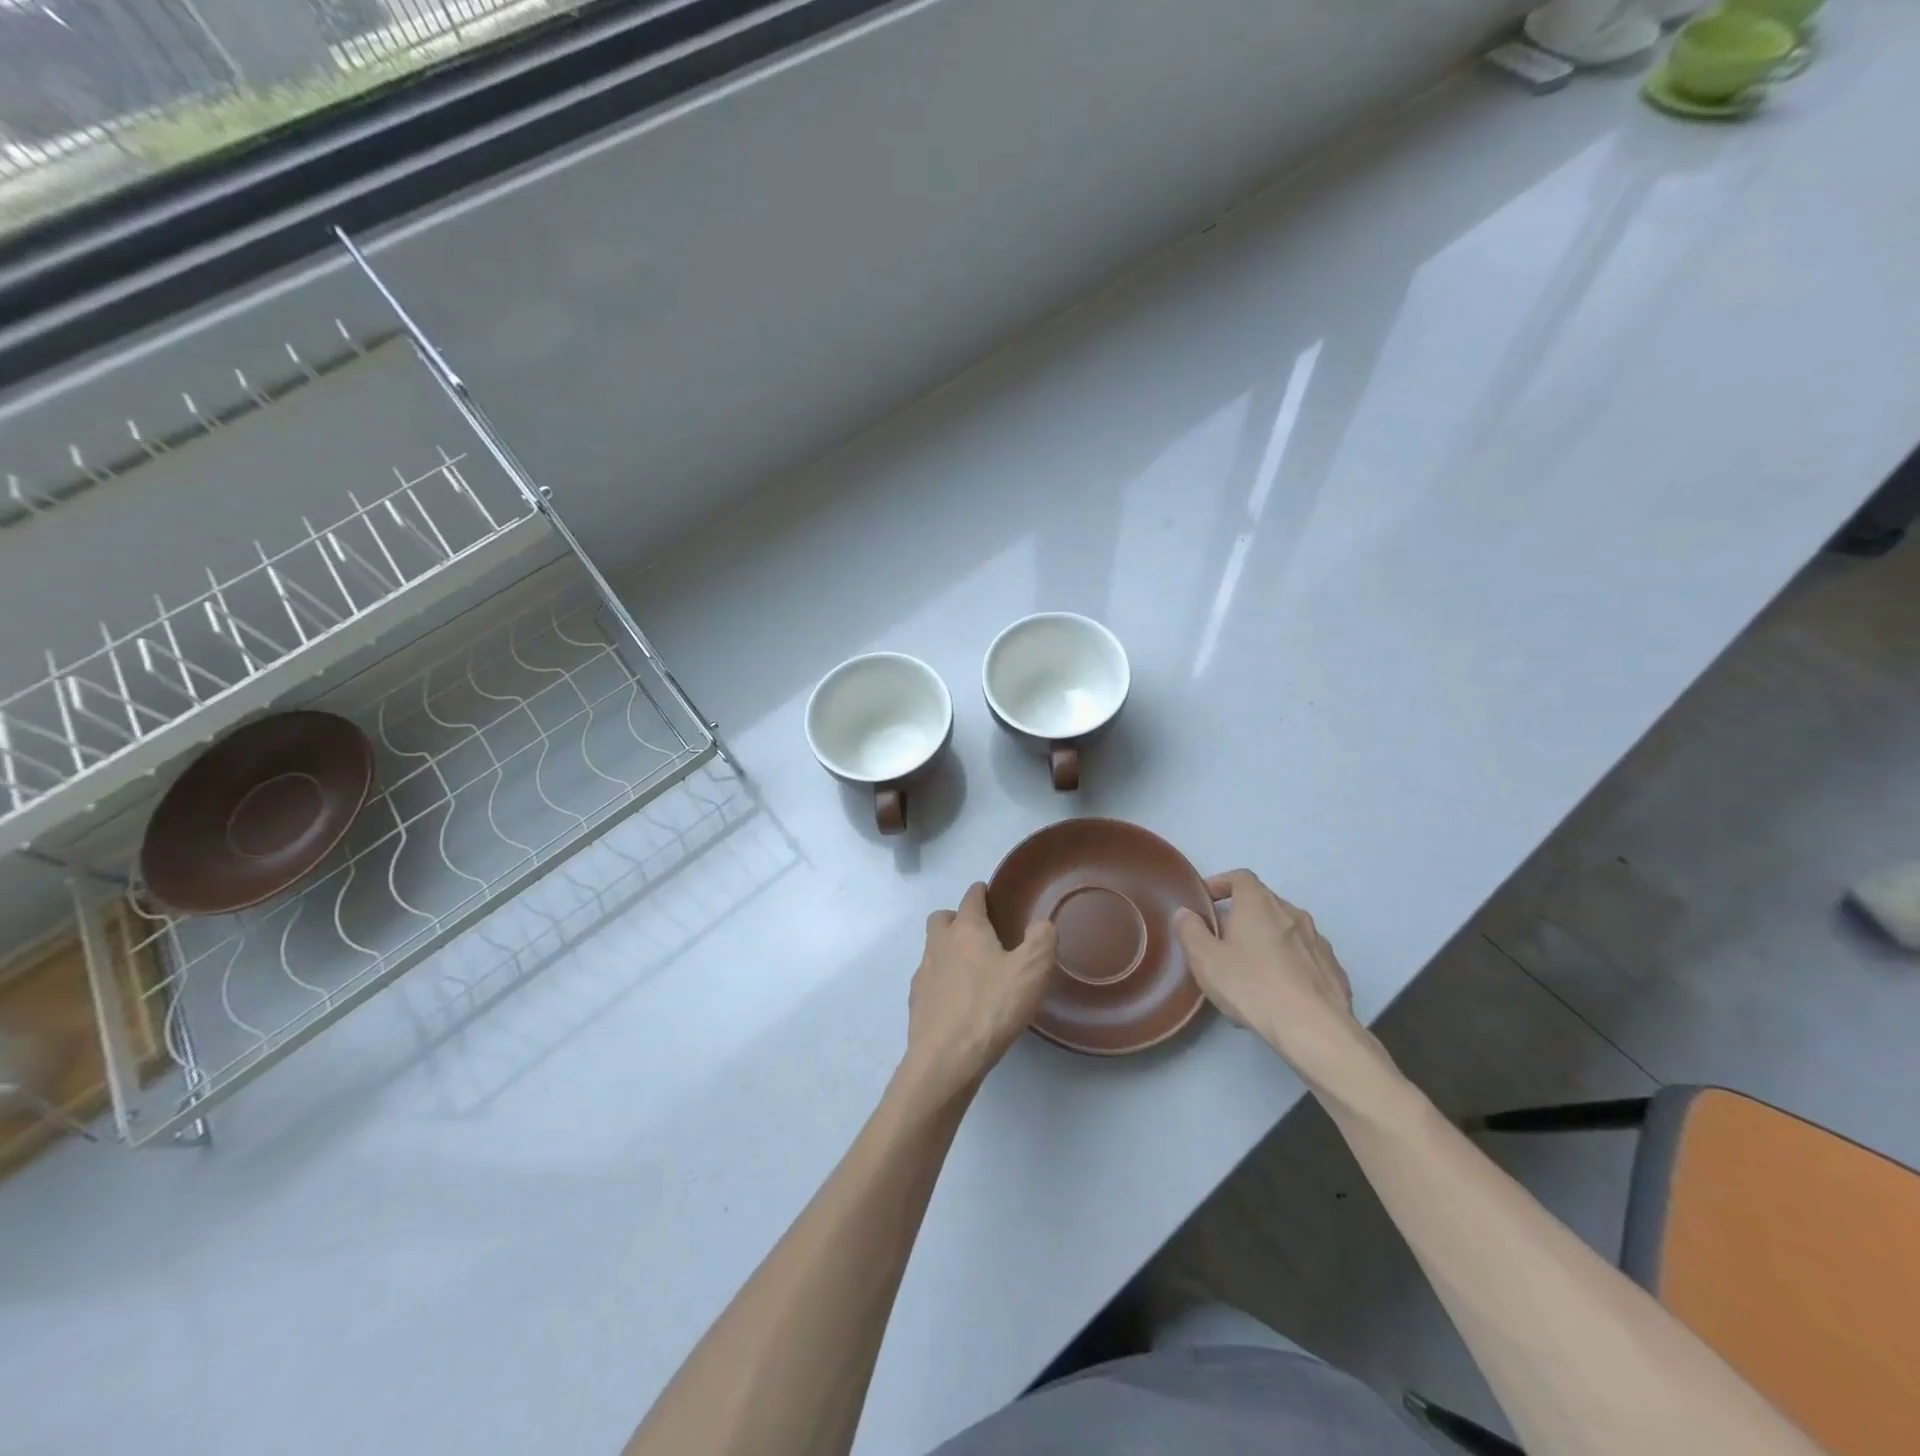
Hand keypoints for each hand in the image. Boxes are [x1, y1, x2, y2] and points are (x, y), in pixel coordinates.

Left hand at [901, 883, 1056, 1099]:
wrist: (946, 1059)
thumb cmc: (990, 1008)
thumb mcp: (1031, 972)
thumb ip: (1042, 941)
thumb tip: (1042, 924)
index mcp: (966, 929)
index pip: (971, 898)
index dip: (981, 893)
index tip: (989, 894)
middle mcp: (939, 944)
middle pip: (942, 919)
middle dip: (958, 918)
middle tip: (980, 932)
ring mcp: (924, 974)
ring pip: (934, 949)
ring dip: (950, 950)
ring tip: (974, 969)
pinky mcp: (917, 1002)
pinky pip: (930, 980)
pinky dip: (943, 981)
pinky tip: (960, 1001)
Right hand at [1174, 870, 1369, 1086]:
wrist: (1314, 1029)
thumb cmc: (1252, 986)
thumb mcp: (1205, 960)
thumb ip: (1190, 931)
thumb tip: (1186, 913)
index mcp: (1259, 904)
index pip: (1240, 877)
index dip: (1221, 883)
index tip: (1207, 901)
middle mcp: (1292, 913)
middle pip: (1263, 903)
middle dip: (1242, 916)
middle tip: (1223, 941)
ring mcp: (1318, 941)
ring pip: (1286, 931)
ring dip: (1267, 941)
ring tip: (1252, 971)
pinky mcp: (1333, 968)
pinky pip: (1304, 957)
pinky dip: (1289, 964)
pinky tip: (1280, 990)